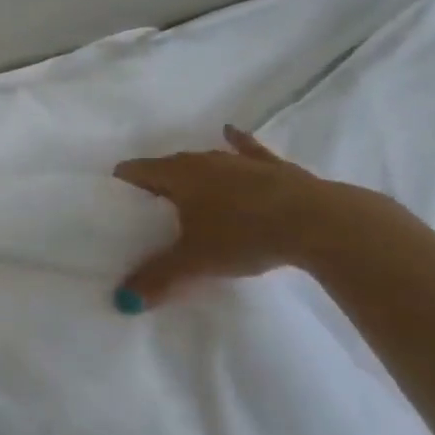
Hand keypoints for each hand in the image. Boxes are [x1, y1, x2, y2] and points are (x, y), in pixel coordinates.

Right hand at [111, 125, 372, 308]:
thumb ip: (156, 278)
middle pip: (168, 166)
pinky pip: (248, 150)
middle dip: (156, 182)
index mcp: (177, 175)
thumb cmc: (244, 235)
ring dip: (193, 172)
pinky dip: (238, 143)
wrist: (319, 224)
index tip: (114, 199)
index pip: (136, 171)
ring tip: (183, 185)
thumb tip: (120, 300)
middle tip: (148, 206)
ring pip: (206, 160)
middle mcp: (203, 160)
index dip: (122, 183)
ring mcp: (240, 161)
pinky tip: (231, 133)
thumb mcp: (195, 261)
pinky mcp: (274, 168)